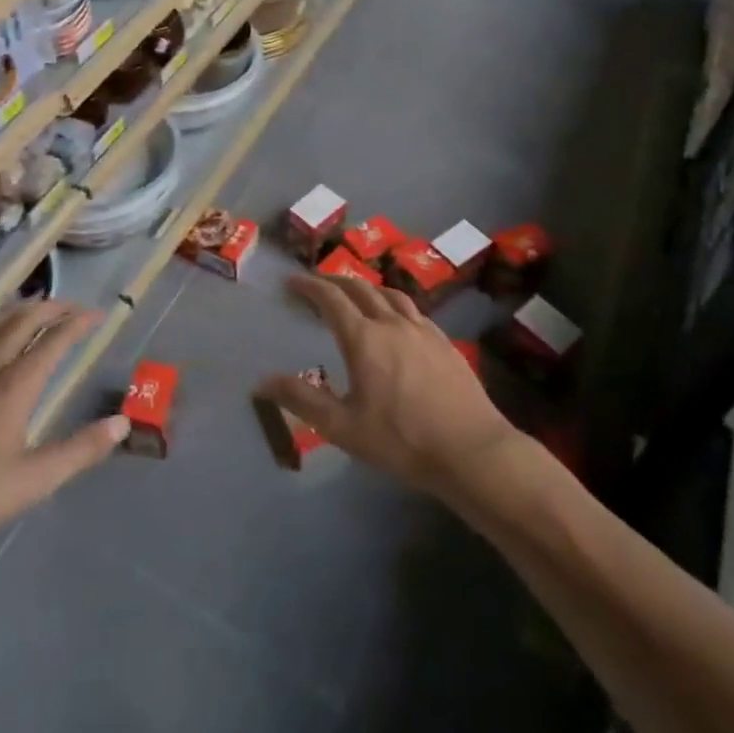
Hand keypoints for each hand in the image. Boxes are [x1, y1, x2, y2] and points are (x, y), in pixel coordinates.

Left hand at [0, 301, 128, 561]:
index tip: (99, 315)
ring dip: (17, 310)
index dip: (78, 324)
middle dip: (51, 308)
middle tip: (73, 307)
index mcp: (12, 387)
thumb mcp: (33, 481)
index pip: (53, 341)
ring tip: (33, 308)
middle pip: (21, 322)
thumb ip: (80, 450)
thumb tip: (122, 423)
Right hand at [258, 275, 523, 505]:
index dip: (309, 286)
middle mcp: (392, 323)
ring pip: (390, 294)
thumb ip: (302, 400)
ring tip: (357, 294)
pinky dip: (394, 305)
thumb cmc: (401, 440)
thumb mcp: (343, 427)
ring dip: (367, 288)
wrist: (472, 451)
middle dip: (335, 281)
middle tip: (319, 285)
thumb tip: (262, 382)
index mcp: (364, 338)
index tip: (293, 282)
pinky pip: (414, 311)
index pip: (331, 299)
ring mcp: (423, 330)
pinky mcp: (445, 343)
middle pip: (360, 288)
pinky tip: (398, 320)